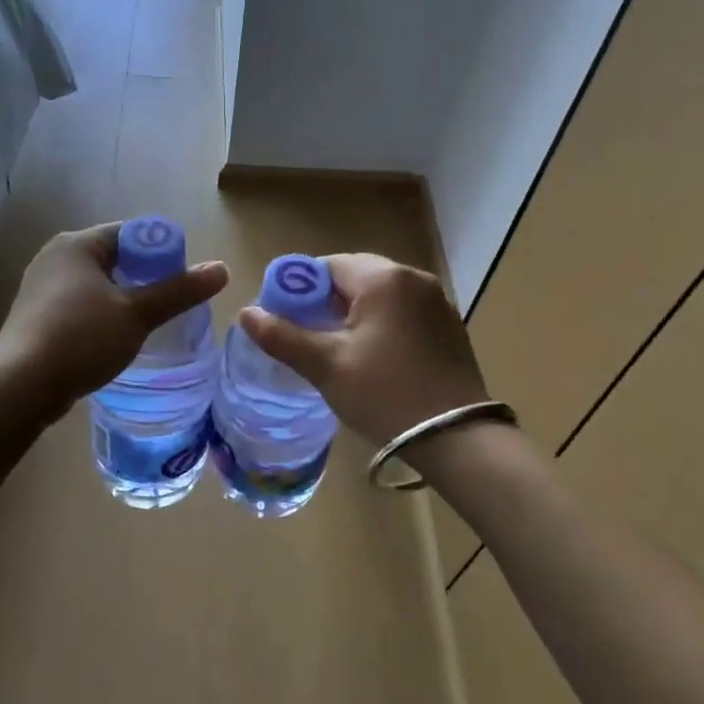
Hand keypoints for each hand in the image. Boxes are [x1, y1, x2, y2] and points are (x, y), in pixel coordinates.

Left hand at [0, 223, 228, 412]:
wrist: (20, 385)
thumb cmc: (81, 338)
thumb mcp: (137, 314)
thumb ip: (179, 291)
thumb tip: (222, 269)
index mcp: (77, 244)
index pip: (131, 234)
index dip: (162, 253)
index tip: (182, 281)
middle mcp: (55, 258)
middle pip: (115, 259)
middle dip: (145, 279)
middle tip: (171, 305)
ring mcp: (42, 288)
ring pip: (97, 286)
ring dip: (124, 301)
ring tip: (149, 325)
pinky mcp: (37, 317)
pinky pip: (80, 307)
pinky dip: (102, 317)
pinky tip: (115, 341)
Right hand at [238, 254, 487, 445]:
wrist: (457, 437)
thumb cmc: (385, 395)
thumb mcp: (327, 367)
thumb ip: (283, 337)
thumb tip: (246, 313)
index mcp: (383, 278)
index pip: (327, 266)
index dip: (299, 290)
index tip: (287, 322)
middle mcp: (413, 278)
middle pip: (355, 276)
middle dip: (327, 302)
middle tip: (311, 339)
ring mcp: (436, 301)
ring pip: (380, 295)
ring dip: (354, 313)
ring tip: (339, 351)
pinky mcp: (448, 325)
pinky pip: (403, 311)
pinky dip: (382, 324)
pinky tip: (375, 357)